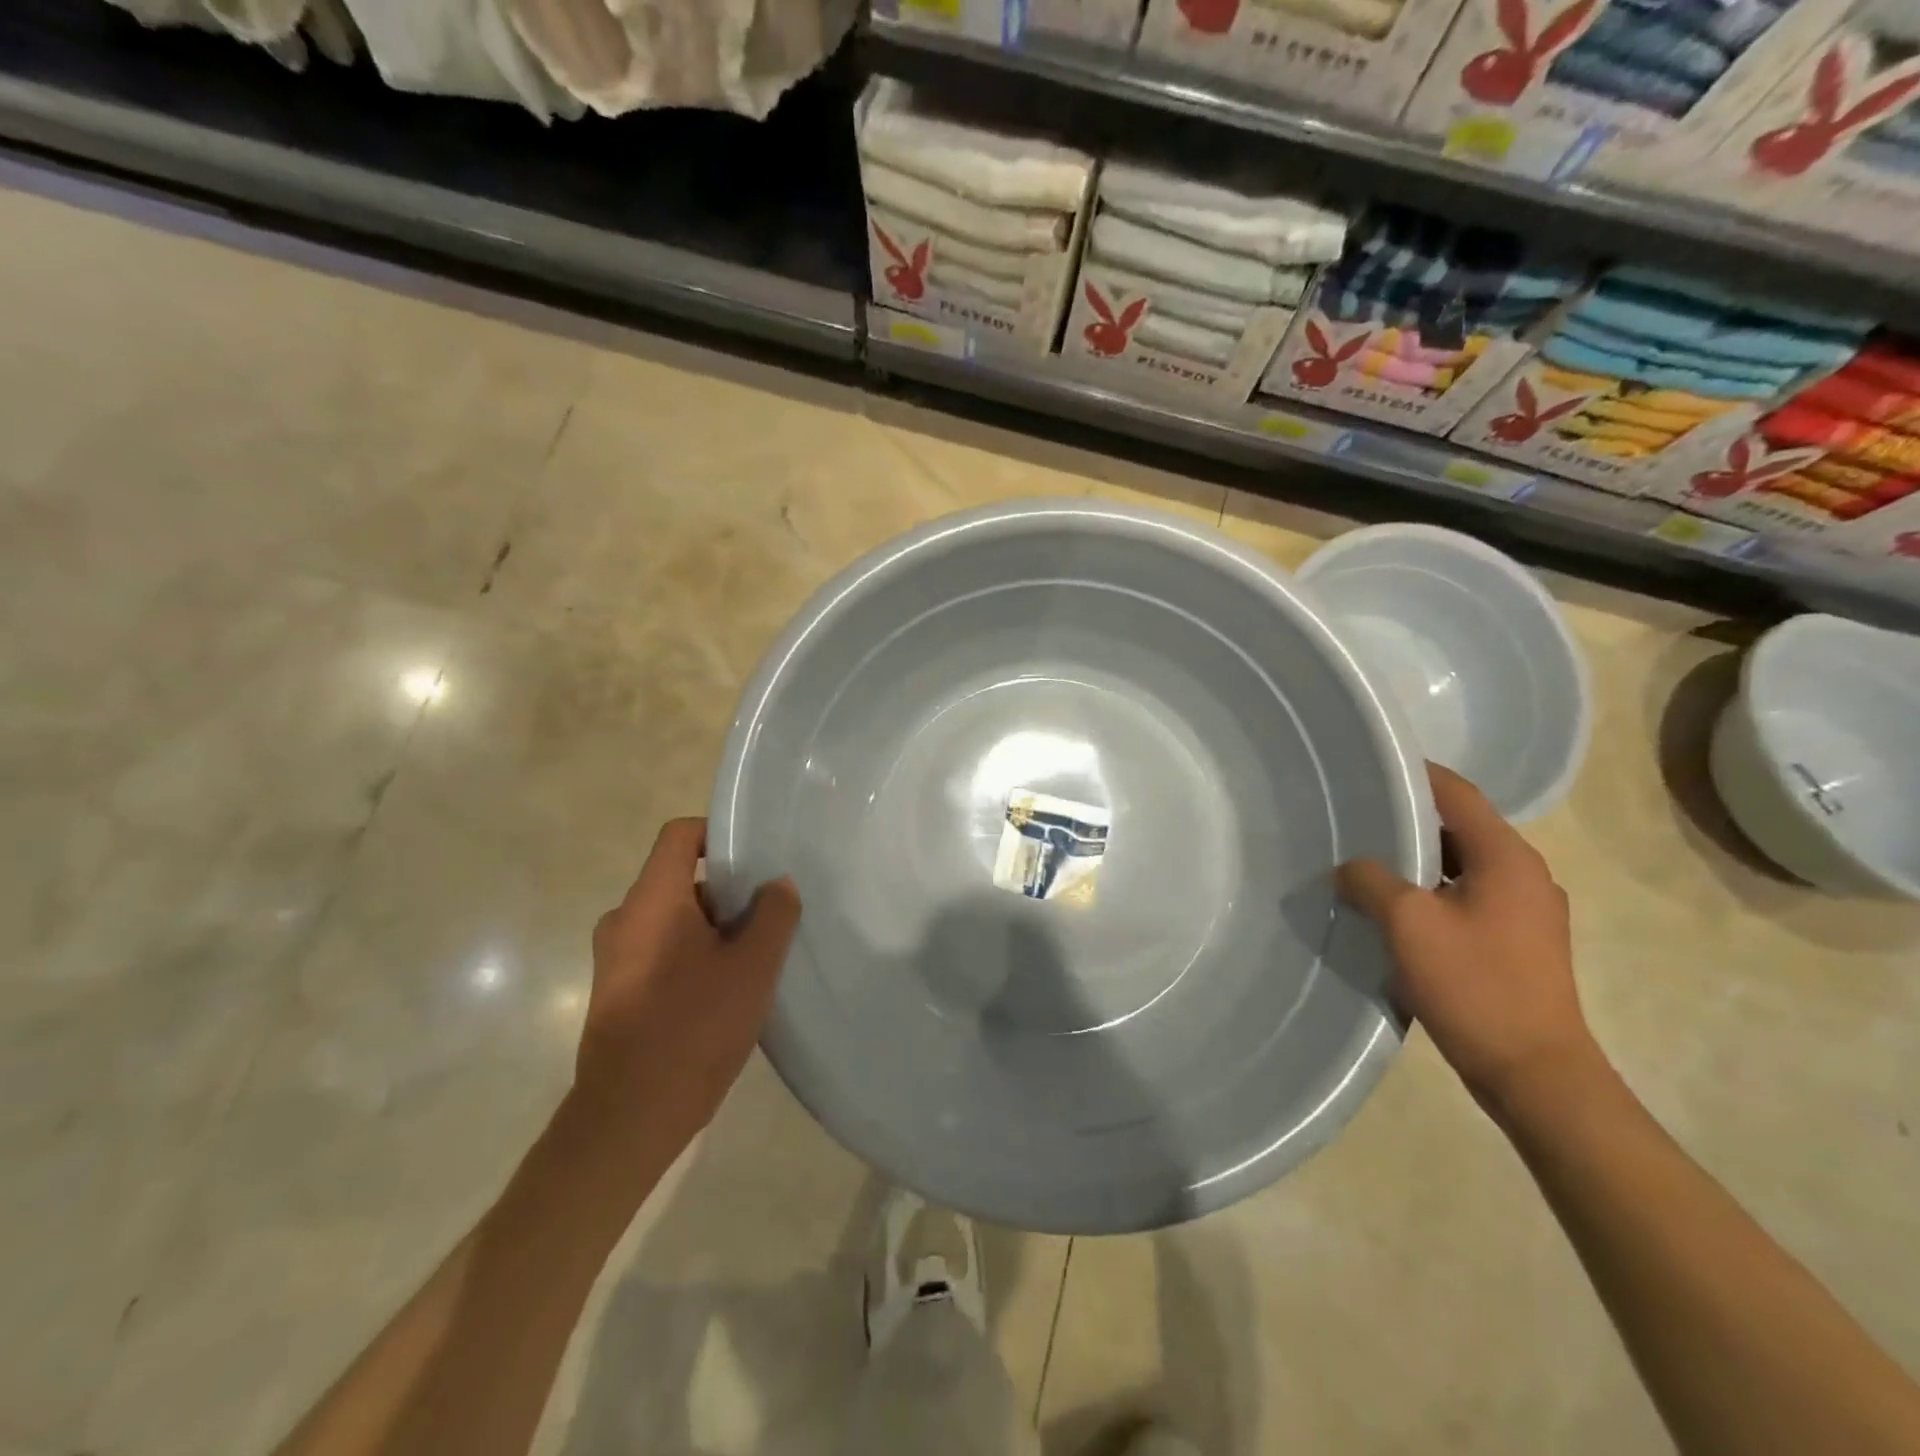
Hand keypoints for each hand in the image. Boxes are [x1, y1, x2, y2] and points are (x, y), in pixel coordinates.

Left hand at [570, 818, 800, 1161]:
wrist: (629, 1117)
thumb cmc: (694, 1028)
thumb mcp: (752, 967)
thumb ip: (773, 915)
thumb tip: (776, 885)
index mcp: (652, 900)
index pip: (680, 835)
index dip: (718, 834)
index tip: (755, 859)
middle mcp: (624, 919)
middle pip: (682, 880)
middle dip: (728, 894)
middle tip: (768, 919)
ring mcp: (615, 957)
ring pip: (674, 919)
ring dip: (714, 930)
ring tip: (753, 960)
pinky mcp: (616, 990)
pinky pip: (661, 950)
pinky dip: (693, 955)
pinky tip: (725, 992)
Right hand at [1337, 764, 1596, 1114]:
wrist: (1535, 1073)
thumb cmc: (1475, 985)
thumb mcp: (1408, 924)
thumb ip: (1372, 881)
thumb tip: (1350, 867)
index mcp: (1508, 858)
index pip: (1459, 795)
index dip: (1418, 774)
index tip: (1372, 766)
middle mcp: (1526, 875)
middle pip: (1461, 828)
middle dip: (1409, 819)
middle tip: (1357, 816)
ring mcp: (1527, 912)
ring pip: (1463, 865)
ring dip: (1418, 860)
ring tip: (1366, 861)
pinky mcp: (1519, 943)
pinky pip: (1468, 897)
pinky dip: (1432, 890)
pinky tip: (1395, 909)